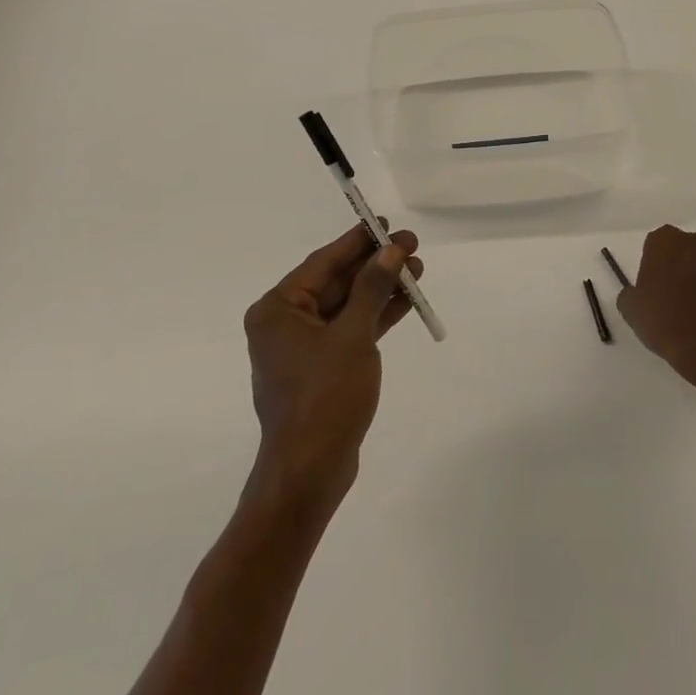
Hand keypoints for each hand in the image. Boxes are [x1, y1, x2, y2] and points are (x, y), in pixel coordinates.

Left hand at [242, 223, 421, 511]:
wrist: (310, 471)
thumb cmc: (325, 397)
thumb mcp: (353, 336)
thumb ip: (372, 288)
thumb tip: (391, 250)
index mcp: (278, 309)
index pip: (323, 262)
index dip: (357, 241)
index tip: (384, 223)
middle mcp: (285, 323)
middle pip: (337, 282)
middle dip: (375, 264)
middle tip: (411, 244)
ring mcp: (304, 348)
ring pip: (348, 306)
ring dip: (381, 288)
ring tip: (418, 268)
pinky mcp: (323, 368)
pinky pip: (351, 330)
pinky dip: (376, 316)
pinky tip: (407, 300)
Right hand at [617, 225, 695, 395]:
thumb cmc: (666, 325)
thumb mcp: (631, 311)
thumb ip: (631, 293)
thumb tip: (637, 293)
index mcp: (668, 242)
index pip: (657, 242)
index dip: (654, 263)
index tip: (653, 285)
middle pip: (687, 249)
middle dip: (682, 266)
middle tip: (673, 296)